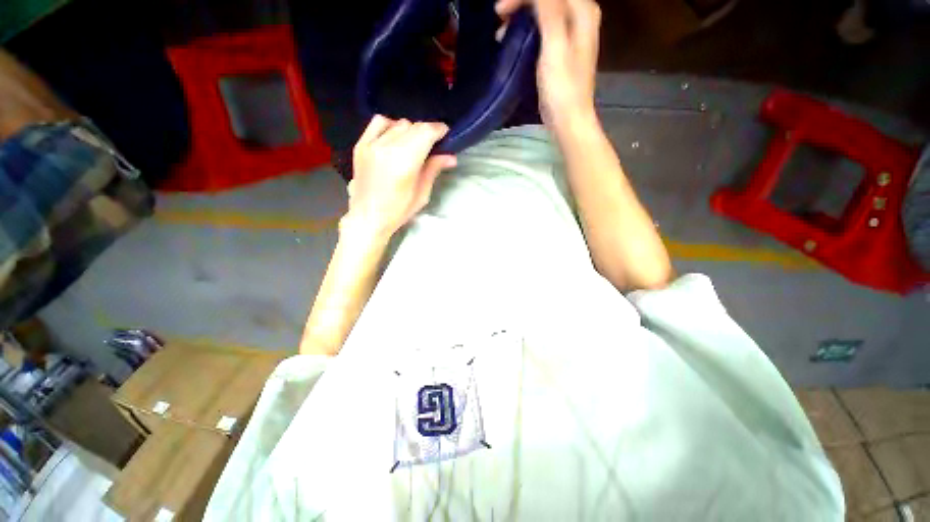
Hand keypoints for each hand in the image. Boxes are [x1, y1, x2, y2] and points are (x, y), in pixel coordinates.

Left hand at [345, 116, 456, 238]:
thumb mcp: (422, 193)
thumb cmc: (398, 210)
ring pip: (399, 123)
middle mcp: (388, 147)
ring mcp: (372, 144)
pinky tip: (395, 137)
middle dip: (427, 132)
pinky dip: (391, 126)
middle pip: (414, 126)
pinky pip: (379, 123)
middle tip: (432, 145)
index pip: (426, 132)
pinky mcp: (361, 144)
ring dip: (411, 130)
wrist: (368, 217)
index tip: (445, 135)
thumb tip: (451, 157)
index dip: (439, 130)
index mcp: (405, 161)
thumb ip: (434, 169)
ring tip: (414, 144)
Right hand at [495, 0, 600, 131]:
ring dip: (521, 17)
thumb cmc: (562, 89)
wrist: (568, 121)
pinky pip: (543, 28)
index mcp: (583, 12)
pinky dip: (527, 31)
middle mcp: (581, 17)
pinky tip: (514, 42)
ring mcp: (572, 34)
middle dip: (521, 4)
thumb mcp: (555, 47)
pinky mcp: (563, 51)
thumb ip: (549, 11)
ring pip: (544, 12)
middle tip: (499, 19)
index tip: (501, 12)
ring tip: (502, 34)